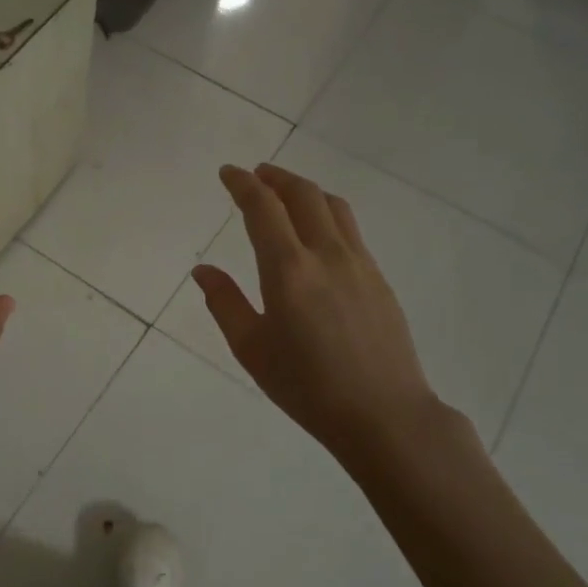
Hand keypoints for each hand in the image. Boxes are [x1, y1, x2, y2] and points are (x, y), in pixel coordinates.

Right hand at [193, 164, 440, 459]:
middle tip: (255, 174)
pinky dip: (326, 213)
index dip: (243, 184)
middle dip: (275, 177)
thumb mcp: (251, 349)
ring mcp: (359, 264)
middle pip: (303, 195)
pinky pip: (349, 229)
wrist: (384, 414)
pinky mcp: (378, 278)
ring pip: (333, 206)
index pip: (263, 208)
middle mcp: (326, 254)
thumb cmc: (307, 387)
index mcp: (288, 270)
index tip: (228, 173)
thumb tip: (203, 270)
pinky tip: (316, 232)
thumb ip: (225, 303)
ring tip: (285, 193)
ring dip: (305, 190)